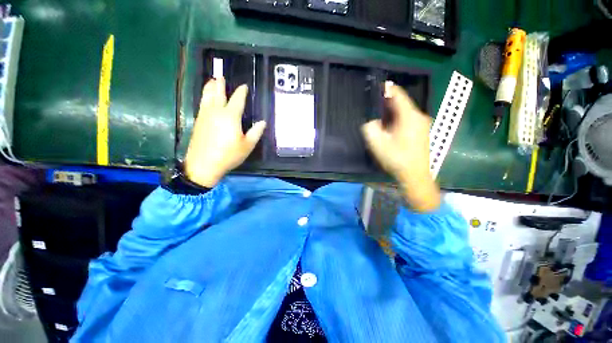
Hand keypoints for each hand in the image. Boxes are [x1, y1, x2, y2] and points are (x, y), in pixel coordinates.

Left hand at [185, 78, 265, 187]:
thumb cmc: (226, 157)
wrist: (202, 165)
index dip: (241, 91)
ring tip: (211, 81)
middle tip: (221, 76)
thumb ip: (255, 133)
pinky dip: (204, 97)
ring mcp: (205, 115)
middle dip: (221, 83)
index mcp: (231, 115)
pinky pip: (202, 104)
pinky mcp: (198, 120)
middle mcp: (217, 111)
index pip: (238, 98)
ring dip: (210, 87)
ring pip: (207, 96)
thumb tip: (262, 122)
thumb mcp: (246, 147)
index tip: (244, 87)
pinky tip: (205, 97)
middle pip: (219, 92)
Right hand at [361, 83, 440, 211]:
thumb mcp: (378, 144)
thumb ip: (371, 127)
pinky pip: (411, 118)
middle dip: (389, 101)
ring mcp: (423, 123)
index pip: (398, 93)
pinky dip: (401, 118)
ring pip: (407, 110)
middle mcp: (419, 115)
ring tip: (382, 117)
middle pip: (403, 101)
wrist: (417, 177)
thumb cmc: (399, 160)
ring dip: (395, 111)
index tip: (376, 88)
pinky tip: (393, 127)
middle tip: (375, 106)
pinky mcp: (424, 131)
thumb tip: (373, 121)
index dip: (387, 88)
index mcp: (409, 115)